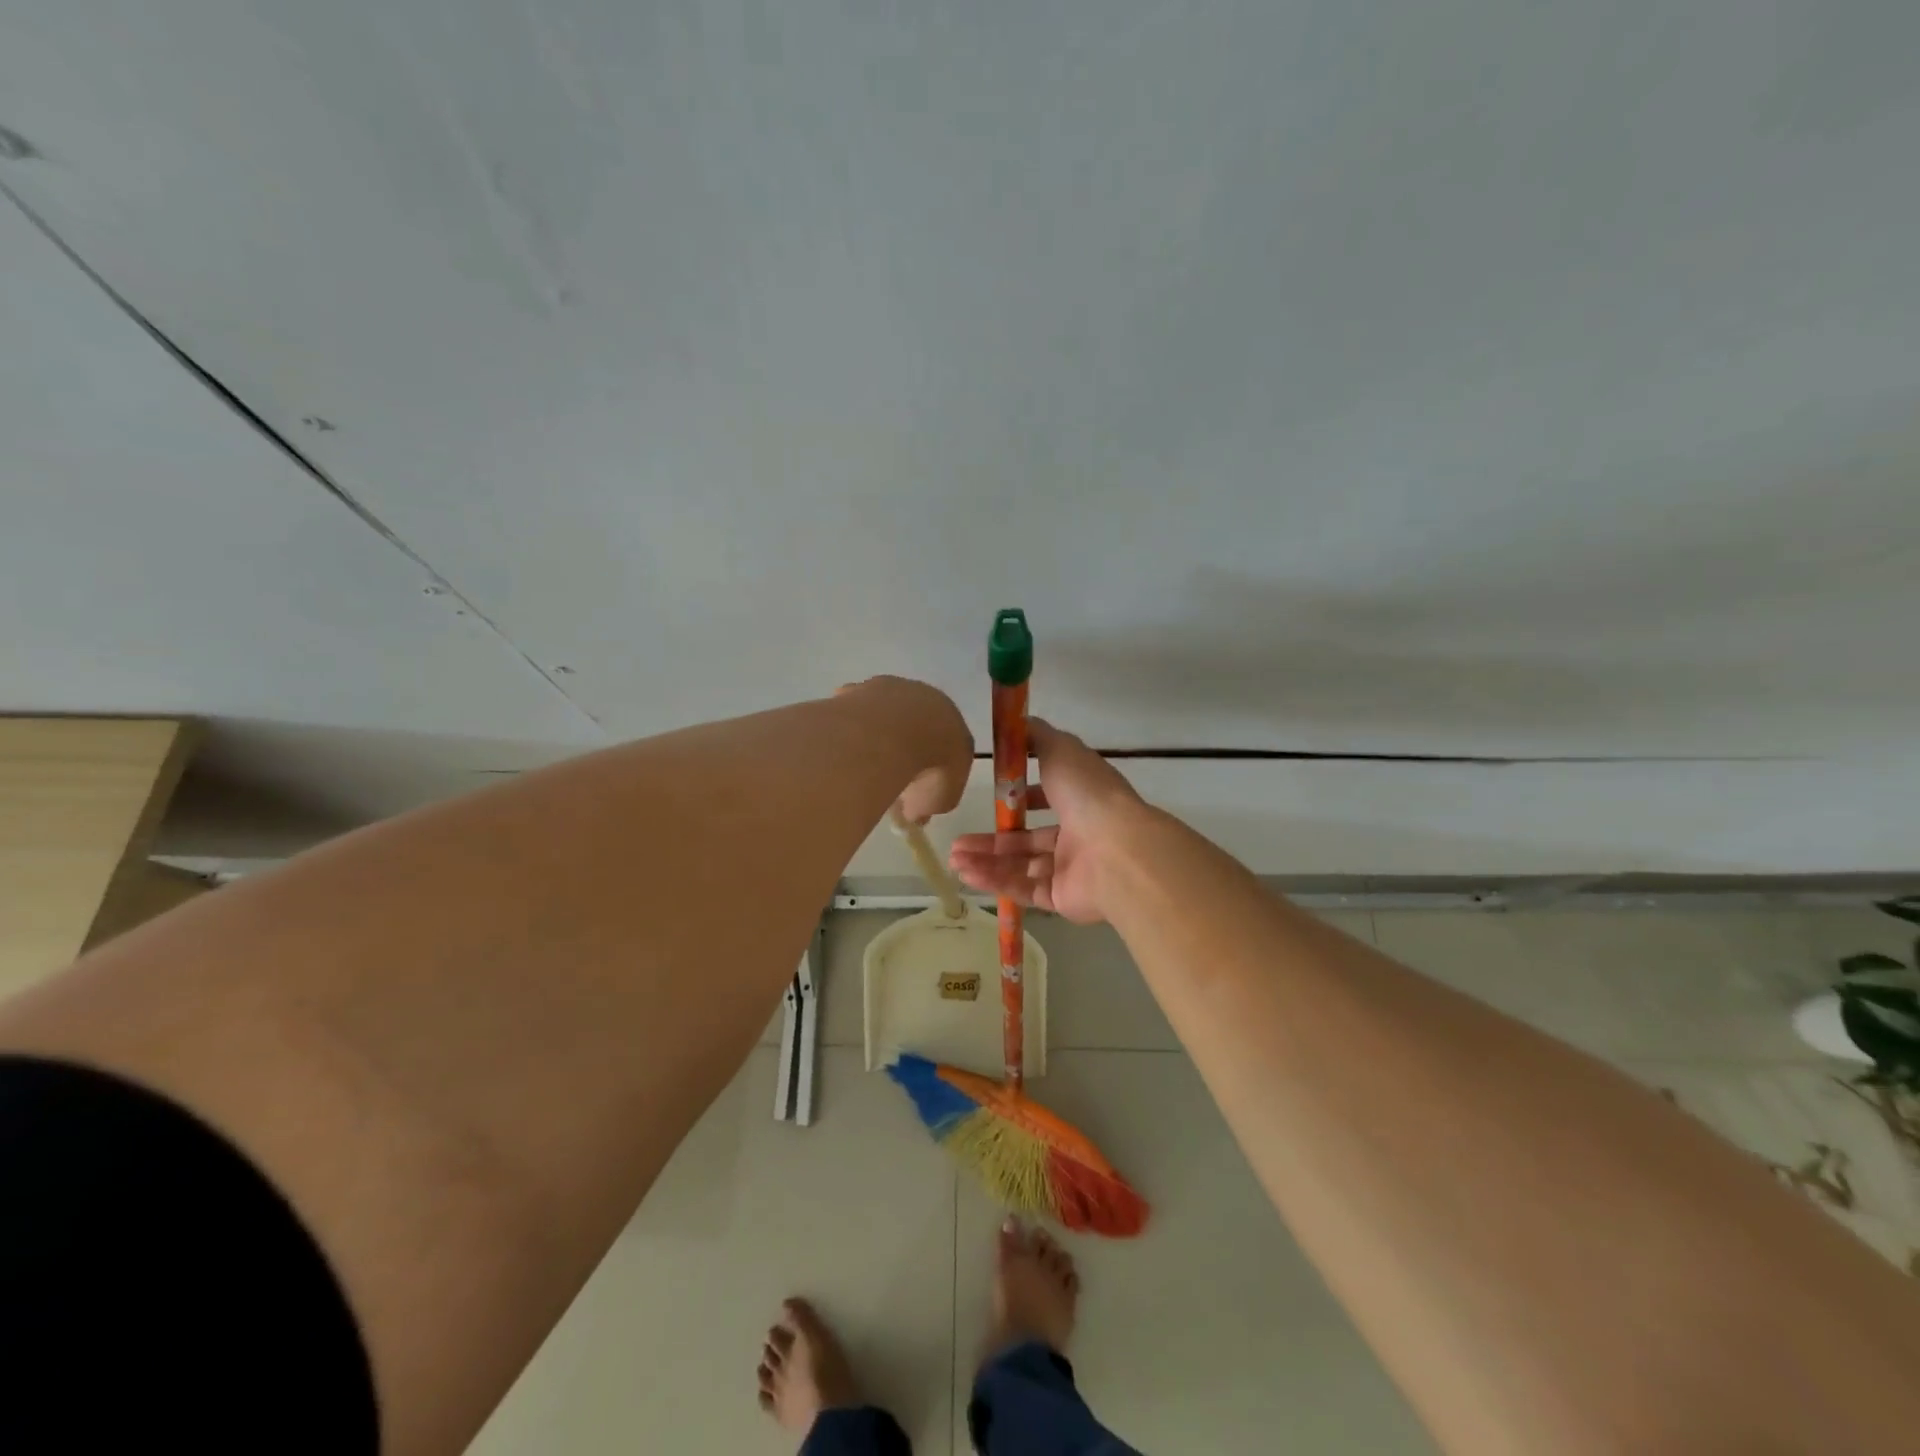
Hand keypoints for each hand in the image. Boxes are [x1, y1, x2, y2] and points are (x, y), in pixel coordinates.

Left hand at [838, 676, 972, 823]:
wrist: (896, 733)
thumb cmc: (930, 769)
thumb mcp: (938, 801)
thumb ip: (928, 805)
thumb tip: (913, 813)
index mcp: (953, 722)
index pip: (947, 743)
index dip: (933, 767)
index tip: (918, 788)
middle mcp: (927, 699)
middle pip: (916, 723)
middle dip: (906, 745)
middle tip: (891, 774)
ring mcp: (892, 689)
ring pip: (886, 712)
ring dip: (878, 733)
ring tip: (864, 763)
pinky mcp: (862, 689)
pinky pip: (856, 710)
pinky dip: (852, 726)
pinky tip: (846, 747)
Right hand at [947, 718, 1142, 923]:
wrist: (1117, 852)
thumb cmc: (1088, 795)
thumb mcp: (1061, 750)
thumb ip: (1037, 735)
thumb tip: (1017, 722)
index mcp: (1082, 799)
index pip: (1049, 797)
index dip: (1021, 796)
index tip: (993, 792)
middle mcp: (1078, 834)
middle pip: (1027, 839)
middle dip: (991, 839)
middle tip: (958, 841)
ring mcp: (1070, 869)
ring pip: (1021, 865)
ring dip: (986, 861)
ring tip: (954, 859)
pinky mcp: (1061, 898)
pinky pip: (1023, 888)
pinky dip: (995, 881)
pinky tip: (966, 873)